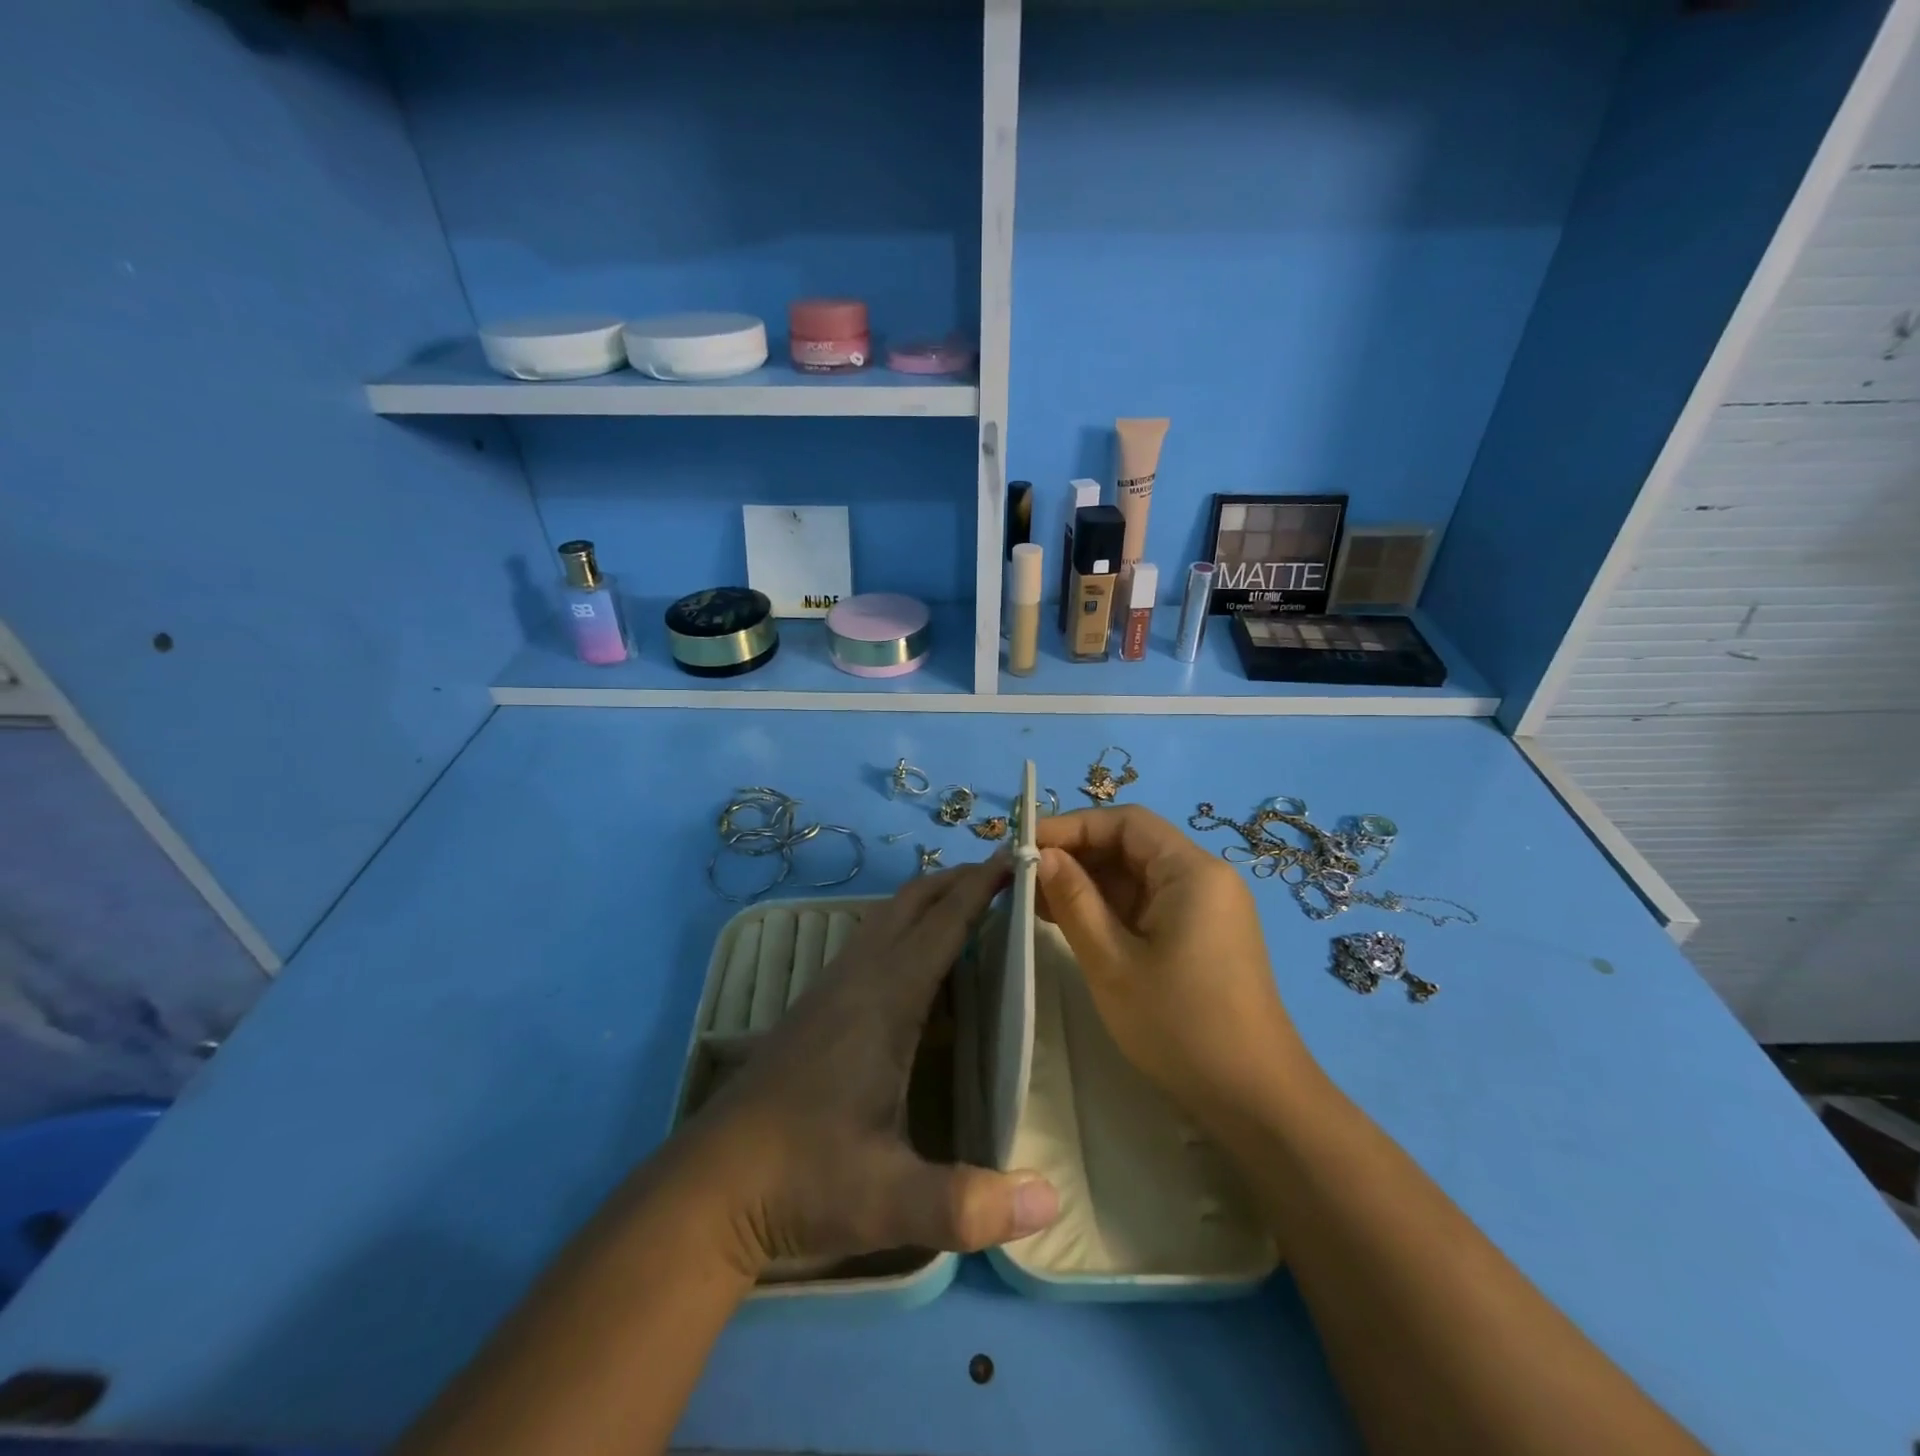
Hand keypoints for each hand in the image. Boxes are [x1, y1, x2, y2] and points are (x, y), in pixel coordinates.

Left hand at [686, 859, 1059, 1277]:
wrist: (709, 1188)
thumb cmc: (803, 1181)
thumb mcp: (889, 1200)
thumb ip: (968, 1205)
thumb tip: (1052, 1204)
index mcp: (883, 1001)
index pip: (941, 924)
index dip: (981, 886)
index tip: (1018, 855)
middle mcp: (856, 979)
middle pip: (910, 903)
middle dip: (957, 880)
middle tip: (1005, 875)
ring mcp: (829, 990)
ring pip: (884, 918)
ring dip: (927, 899)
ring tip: (967, 903)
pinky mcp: (814, 1007)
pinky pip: (868, 941)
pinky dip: (903, 926)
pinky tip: (915, 960)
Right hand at [1034, 806, 1308, 1124]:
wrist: (1256, 1100)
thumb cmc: (1179, 1025)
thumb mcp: (1112, 962)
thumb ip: (1074, 901)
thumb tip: (1043, 856)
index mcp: (1192, 871)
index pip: (1126, 823)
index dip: (1072, 826)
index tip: (1027, 845)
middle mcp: (1205, 878)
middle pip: (1133, 845)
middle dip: (1077, 856)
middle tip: (1025, 878)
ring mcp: (1207, 908)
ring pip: (1138, 876)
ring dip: (1090, 884)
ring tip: (1037, 902)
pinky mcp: (1204, 935)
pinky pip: (1150, 904)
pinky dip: (1111, 908)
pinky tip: (1072, 923)